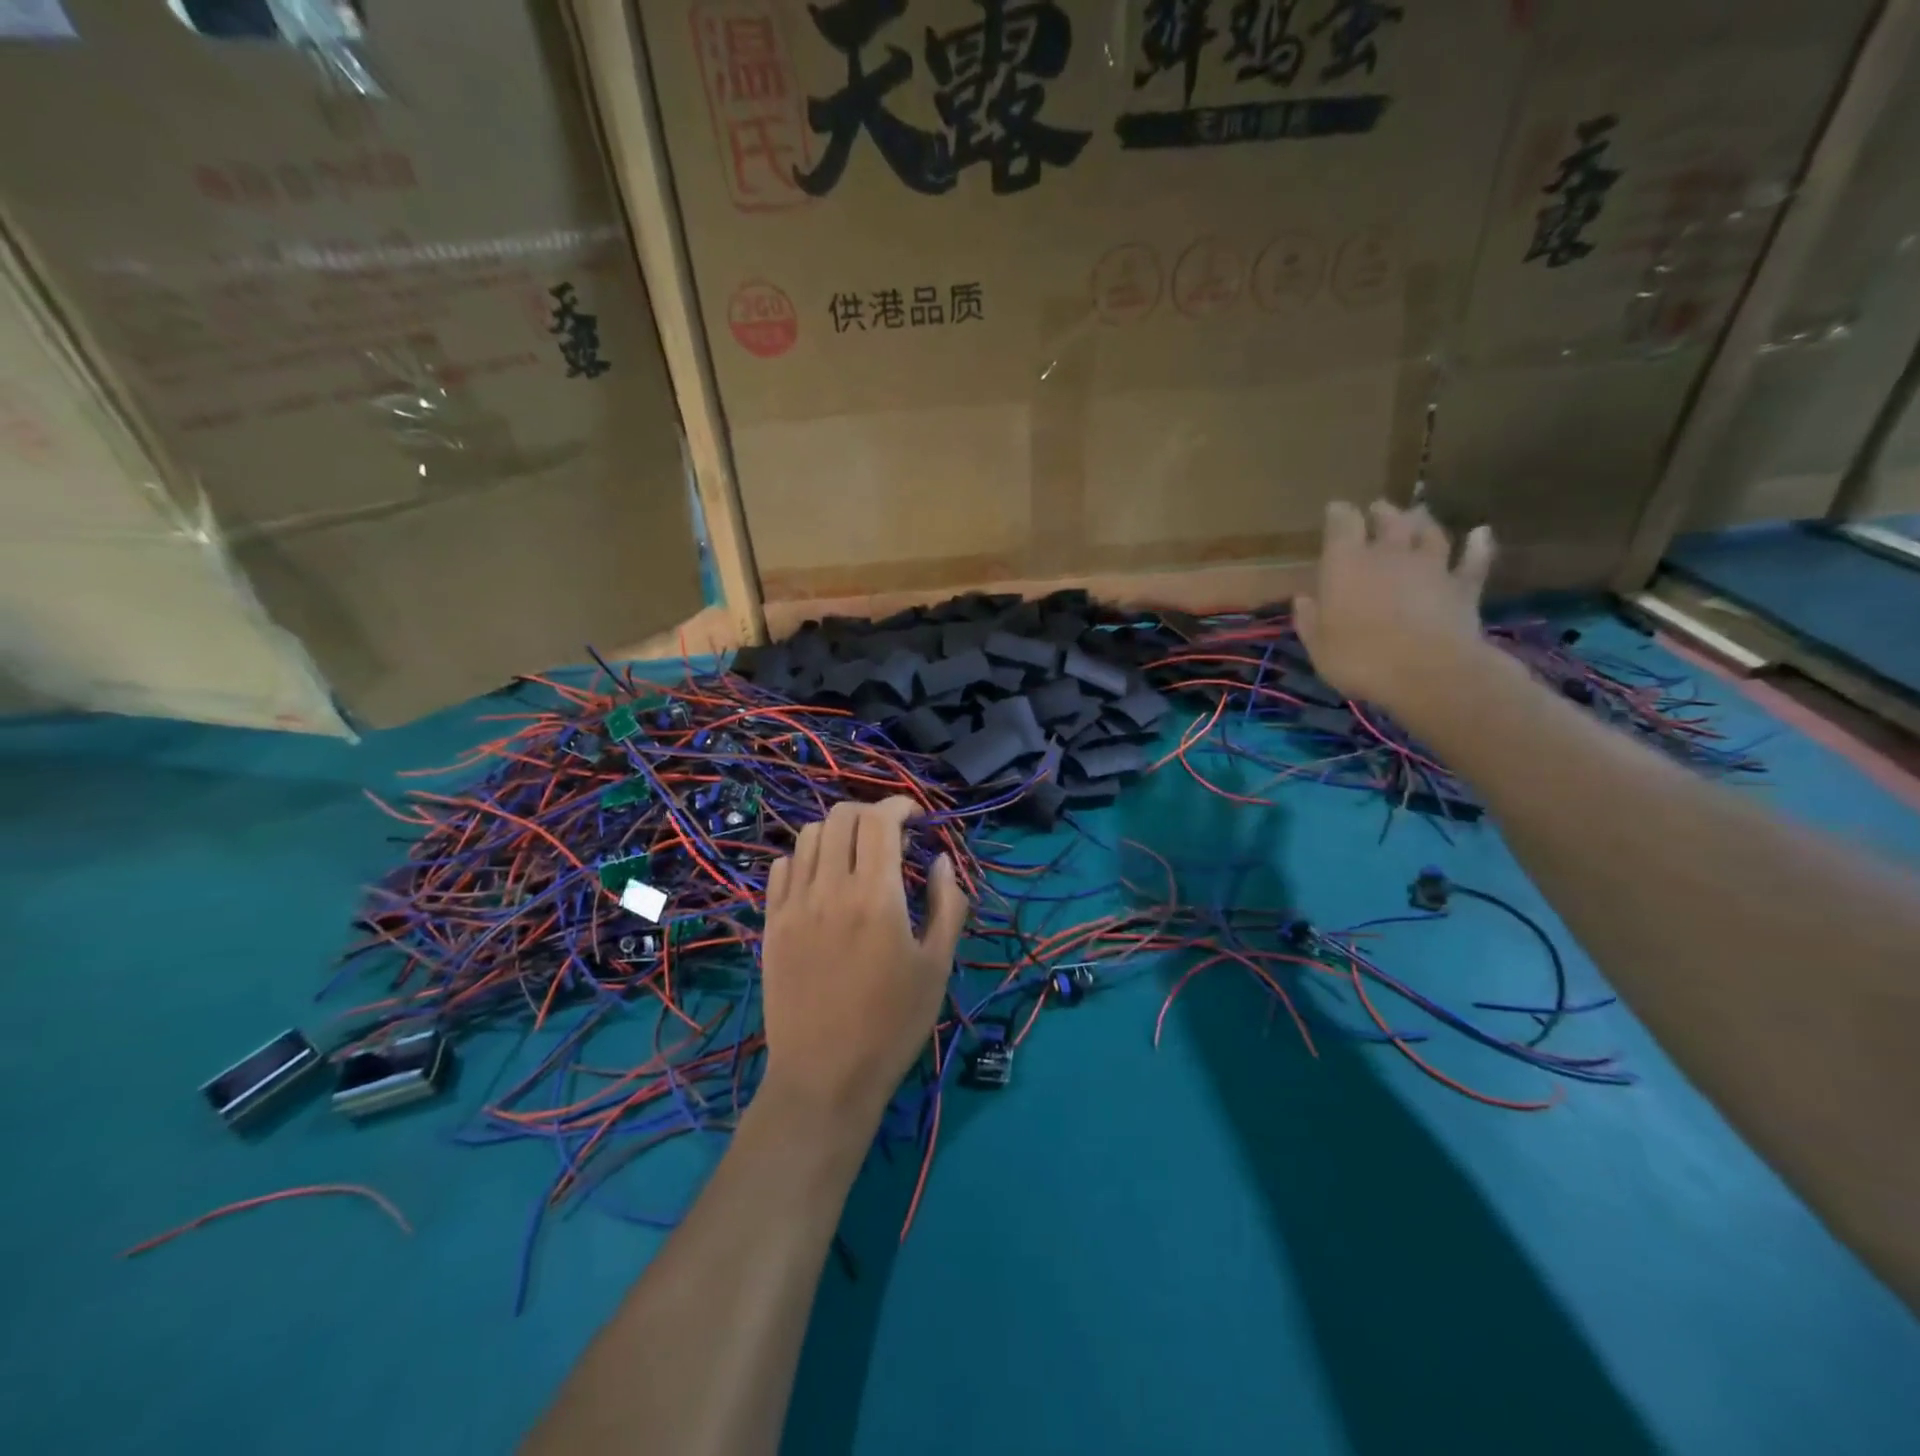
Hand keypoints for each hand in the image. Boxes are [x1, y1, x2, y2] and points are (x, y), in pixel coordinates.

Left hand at [760, 797, 968, 1132]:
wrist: (825, 1075)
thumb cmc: (892, 1024)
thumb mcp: (937, 966)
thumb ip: (947, 903)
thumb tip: (940, 859)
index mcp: (876, 897)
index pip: (880, 820)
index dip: (901, 805)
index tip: (917, 817)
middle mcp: (830, 889)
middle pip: (841, 816)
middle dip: (871, 813)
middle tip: (890, 836)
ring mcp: (794, 905)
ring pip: (808, 836)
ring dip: (837, 833)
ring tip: (855, 856)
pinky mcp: (771, 924)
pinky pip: (781, 867)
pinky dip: (805, 858)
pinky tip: (822, 882)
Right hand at [1294, 500, 1495, 714]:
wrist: (1428, 673)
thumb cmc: (1360, 659)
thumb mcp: (1319, 646)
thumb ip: (1309, 619)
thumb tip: (1303, 598)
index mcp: (1347, 565)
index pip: (1342, 525)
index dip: (1339, 514)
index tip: (1336, 509)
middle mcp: (1390, 555)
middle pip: (1389, 521)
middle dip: (1382, 513)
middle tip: (1379, 509)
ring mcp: (1431, 567)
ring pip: (1430, 533)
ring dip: (1423, 522)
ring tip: (1419, 515)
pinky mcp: (1463, 586)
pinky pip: (1474, 559)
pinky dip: (1479, 544)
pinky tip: (1481, 533)